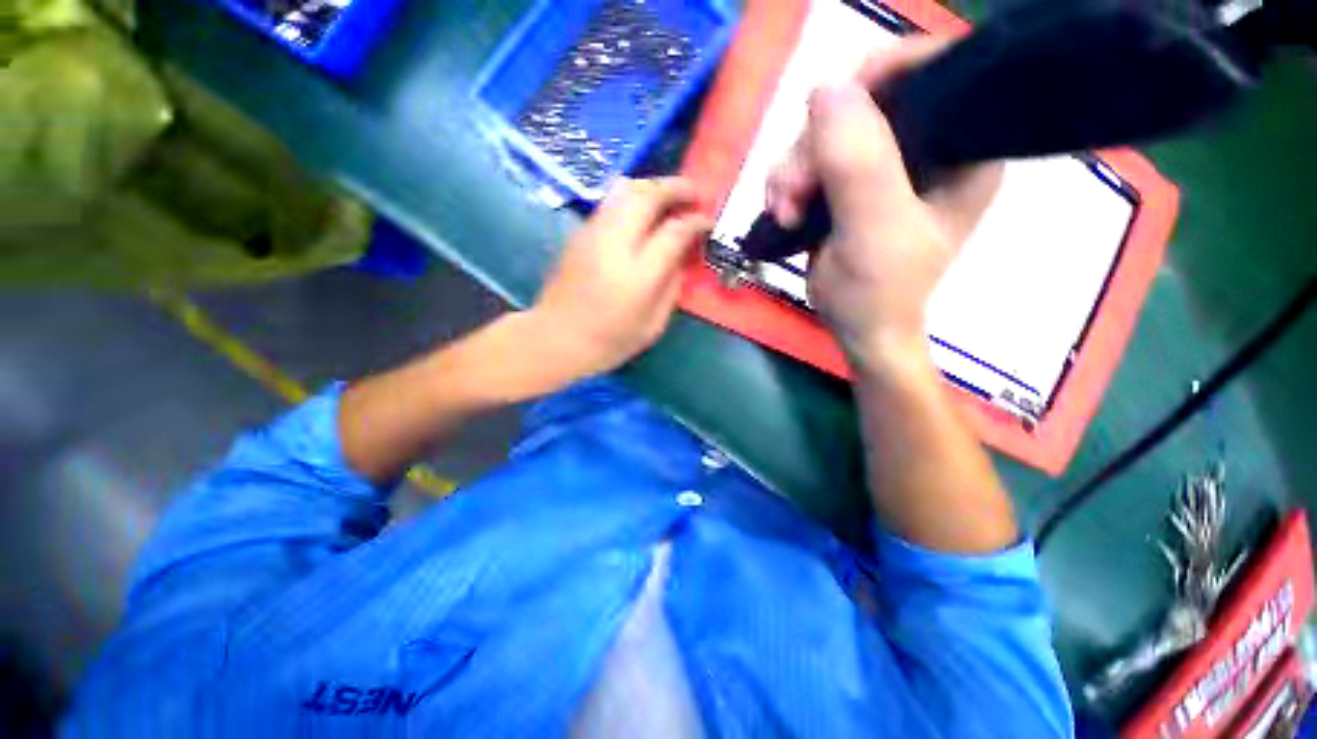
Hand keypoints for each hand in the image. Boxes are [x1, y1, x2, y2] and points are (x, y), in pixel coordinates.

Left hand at [527, 177, 711, 379]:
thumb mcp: (652, 326)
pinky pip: (611, 201)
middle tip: (695, 193)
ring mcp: (593, 234)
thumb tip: (682, 258)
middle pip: (648, 196)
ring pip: (626, 189)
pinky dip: (634, 196)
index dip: (696, 222)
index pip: (674, 232)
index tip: (708, 221)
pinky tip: (643, 211)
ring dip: (654, 186)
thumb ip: (671, 289)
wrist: (555, 338)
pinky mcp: (580, 232)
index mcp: (637, 275)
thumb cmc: (608, 342)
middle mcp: (614, 244)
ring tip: (670, 196)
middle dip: (676, 187)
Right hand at [766, 40, 1001, 366]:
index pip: (930, 74)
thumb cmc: (879, 292)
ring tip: (784, 211)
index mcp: (962, 148)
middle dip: (814, 146)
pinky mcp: (848, 184)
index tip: (830, 110)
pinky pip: (810, 160)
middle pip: (862, 105)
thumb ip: (858, 165)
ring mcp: (882, 165)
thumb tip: (826, 89)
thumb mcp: (873, 231)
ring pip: (826, 134)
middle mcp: (926, 146)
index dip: (880, 76)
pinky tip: (782, 211)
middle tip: (793, 192)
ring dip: (793, 171)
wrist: (856, 327)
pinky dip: (787, 183)